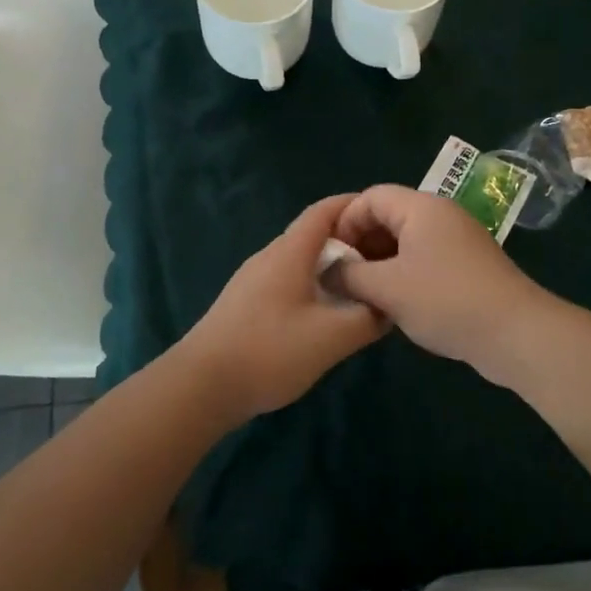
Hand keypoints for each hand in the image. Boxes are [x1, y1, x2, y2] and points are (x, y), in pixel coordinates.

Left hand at [180, 194, 388, 419]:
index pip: (325, 211)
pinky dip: (314, 287)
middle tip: (384, 261)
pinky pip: (288, 282)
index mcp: (289, 252)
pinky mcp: (246, 304)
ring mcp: (253, 280)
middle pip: (314, 235)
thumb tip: (388, 305)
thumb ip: (367, 318)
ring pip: (301, 262)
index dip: (356, 206)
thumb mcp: (331, 337)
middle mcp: (270, 257)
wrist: (202, 385)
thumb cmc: (270, 351)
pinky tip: (327, 316)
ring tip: (362, 289)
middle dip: (351, 241)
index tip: (387, 217)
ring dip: (332, 268)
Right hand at [331, 185, 550, 369]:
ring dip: (381, 262)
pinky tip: (394, 303)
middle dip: (361, 243)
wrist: (515, 332)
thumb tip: (327, 272)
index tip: (330, 256)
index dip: (344, 222)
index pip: (370, 197)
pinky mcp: (469, 266)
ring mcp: (458, 240)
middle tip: (343, 277)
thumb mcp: (386, 288)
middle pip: (389, 216)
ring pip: (406, 241)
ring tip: (363, 293)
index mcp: (421, 208)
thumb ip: (349, 275)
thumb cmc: (445, 300)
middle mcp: (441, 215)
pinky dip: (404, 274)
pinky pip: (425, 259)